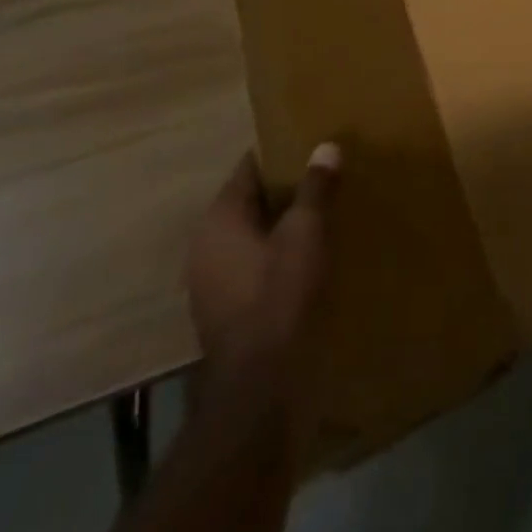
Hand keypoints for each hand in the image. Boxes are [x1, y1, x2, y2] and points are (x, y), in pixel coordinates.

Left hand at [187, 143, 340, 379]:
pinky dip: (274, 253)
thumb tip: (326, 147)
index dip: (282, 153)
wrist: (259, 386)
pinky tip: (306, 255)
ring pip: (251, 234)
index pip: (250, 167)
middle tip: (324, 175)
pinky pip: (251, 263)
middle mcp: (205, 244)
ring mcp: (209, 280)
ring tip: (321, 212)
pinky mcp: (222, 309)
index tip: (312, 144)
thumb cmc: (280, 295)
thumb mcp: (306, 232)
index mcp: (219, 218)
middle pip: (249, 200)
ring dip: (281, 224)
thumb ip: (315, 187)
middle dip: (285, 189)